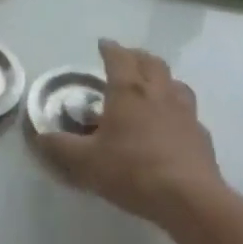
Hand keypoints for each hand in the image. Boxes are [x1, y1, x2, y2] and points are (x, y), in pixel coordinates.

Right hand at [34, 39, 221, 225]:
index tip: (103, 44)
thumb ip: (60, 147)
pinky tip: (172, 124)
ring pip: (176, 82)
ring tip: (152, 86)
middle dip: (136, 56)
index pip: (119, 57)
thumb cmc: (132, 171)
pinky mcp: (202, 135)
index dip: (109, 48)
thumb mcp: (86, 161)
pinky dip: (178, 109)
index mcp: (128, 91)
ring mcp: (185, 113)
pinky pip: (189, 112)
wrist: (189, 199)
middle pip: (151, 62)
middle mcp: (158, 93)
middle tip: (126, 60)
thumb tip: (40, 137)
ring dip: (162, 78)